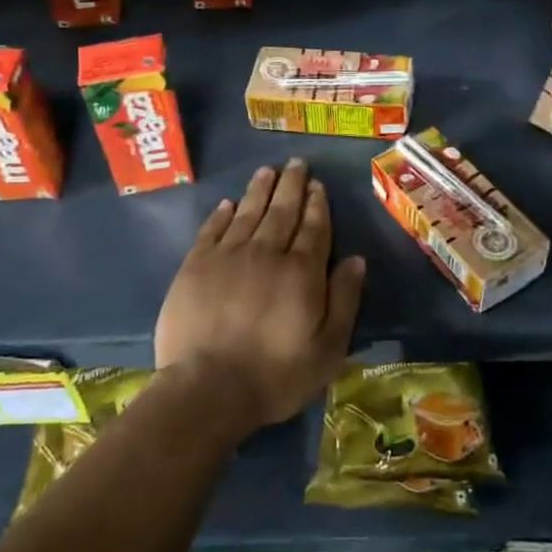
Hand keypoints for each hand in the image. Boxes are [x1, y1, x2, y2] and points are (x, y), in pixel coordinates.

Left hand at [155, 160, 365, 433]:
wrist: (207, 388)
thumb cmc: (276, 374)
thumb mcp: (328, 348)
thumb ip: (343, 299)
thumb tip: (356, 259)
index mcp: (301, 271)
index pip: (313, 228)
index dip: (317, 204)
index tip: (318, 184)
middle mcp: (266, 253)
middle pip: (282, 211)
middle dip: (291, 185)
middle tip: (295, 163)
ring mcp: (228, 256)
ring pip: (248, 213)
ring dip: (259, 190)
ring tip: (267, 171)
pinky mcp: (195, 266)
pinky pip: (212, 230)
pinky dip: (222, 214)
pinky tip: (228, 203)